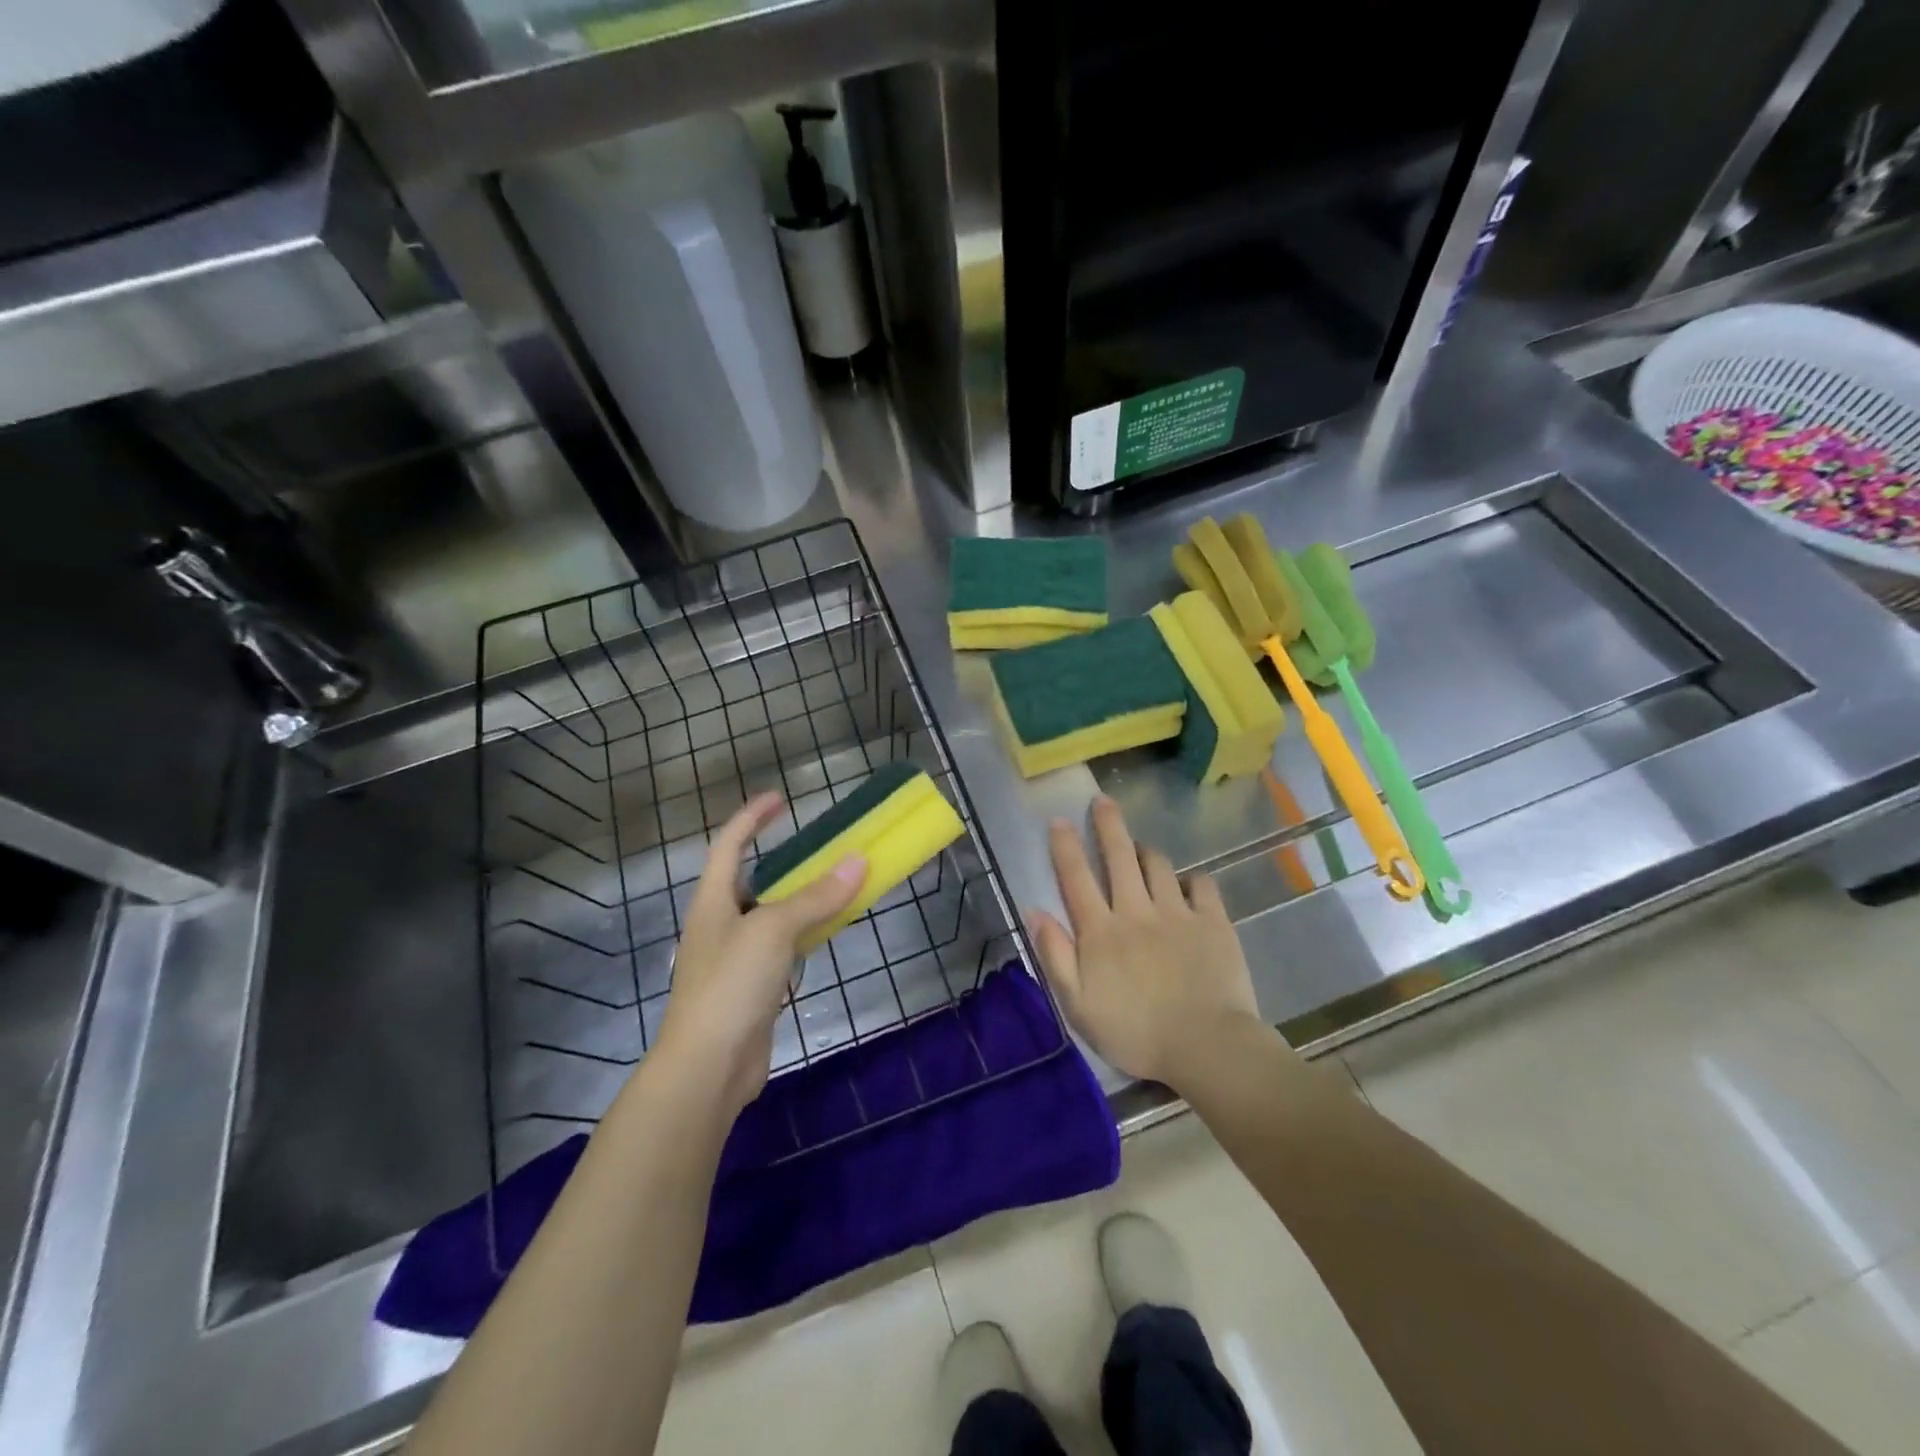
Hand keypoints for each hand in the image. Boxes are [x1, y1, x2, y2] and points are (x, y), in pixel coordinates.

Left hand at [651, 793, 865, 1116]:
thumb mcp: (774, 930)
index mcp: (712, 901)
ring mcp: (735, 960)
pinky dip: (805, 935)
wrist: (707, 1069)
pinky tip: (826, 934)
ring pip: (772, 916)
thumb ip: (816, 897)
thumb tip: (858, 860)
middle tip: (823, 846)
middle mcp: (720, 925)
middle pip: (752, 880)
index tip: (781, 798)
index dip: (752, 818)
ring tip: (835, 884)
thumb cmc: (731, 986)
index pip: (729, 845)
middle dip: (784, 860)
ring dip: (801, 899)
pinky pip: (782, 949)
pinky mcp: (752, 989)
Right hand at [1028, 796, 1261, 1088]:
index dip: (1065, 846)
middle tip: (1102, 800)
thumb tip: (1035, 911)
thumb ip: (1055, 955)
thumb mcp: (1078, 1005)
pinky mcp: (1213, 921)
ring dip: (1145, 851)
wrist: (1206, 1047)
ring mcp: (1177, 912)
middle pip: (1118, 856)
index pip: (1076, 878)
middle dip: (1108, 824)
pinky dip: (1191, 878)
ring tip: (1139, 848)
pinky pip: (1201, 884)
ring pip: (1158, 864)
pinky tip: (1187, 883)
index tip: (1059, 820)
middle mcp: (1136, 910)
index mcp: (1101, 931)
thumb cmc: (1135, 1033)